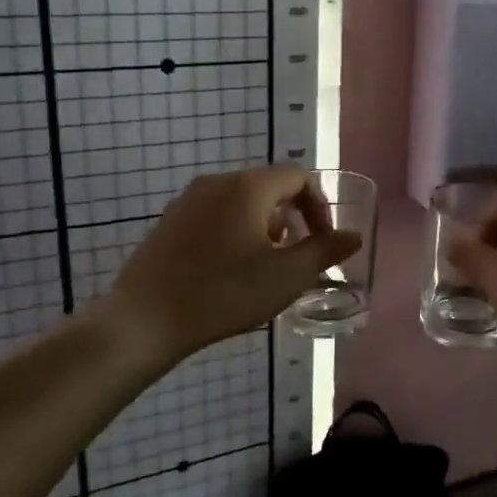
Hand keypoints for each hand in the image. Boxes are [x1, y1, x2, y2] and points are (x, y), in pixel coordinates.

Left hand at [97, 167, 361, 367]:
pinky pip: (214, 215)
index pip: (297, 176)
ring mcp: (187, 201)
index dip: (319, 205)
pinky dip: (234, 231)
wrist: (144, 321)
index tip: (322, 240)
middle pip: (268, 186)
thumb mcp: (287, 276)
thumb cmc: (224, 294)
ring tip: (264, 266)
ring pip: (240, 201)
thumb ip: (325, 251)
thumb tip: (352, 236)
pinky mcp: (168, 222)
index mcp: (248, 187)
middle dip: (291, 217)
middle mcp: (216, 182)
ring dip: (263, 226)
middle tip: (295, 256)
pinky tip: (229, 271)